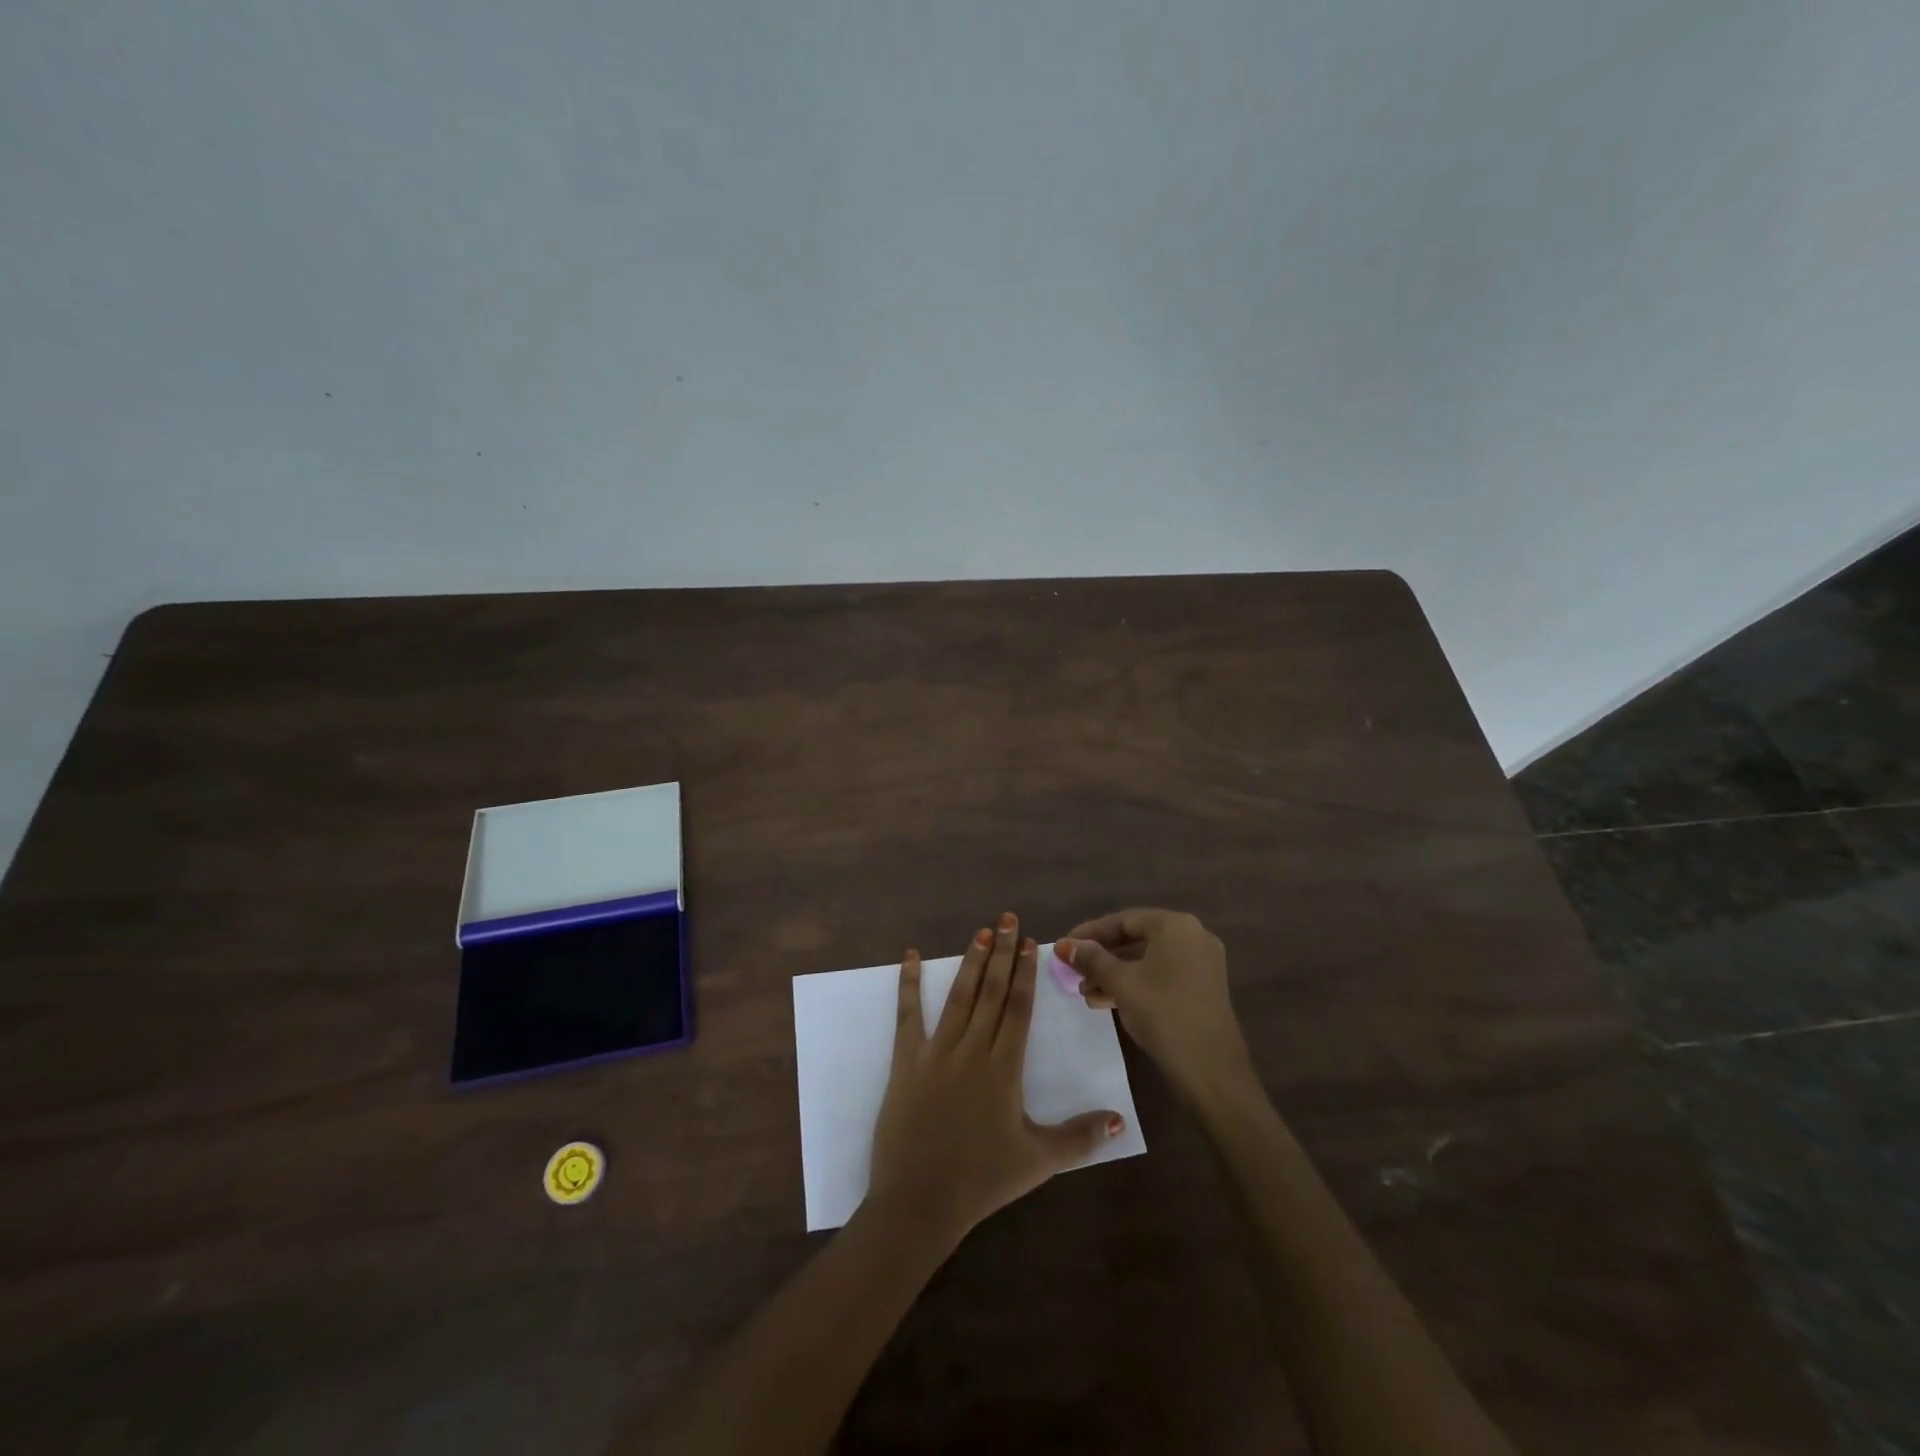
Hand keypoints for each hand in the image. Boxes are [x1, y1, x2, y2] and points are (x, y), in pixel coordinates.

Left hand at [868, 912, 1125, 1244]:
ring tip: (981, 931)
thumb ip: (1081, 1137)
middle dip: (1002, 953)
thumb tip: (1121, 1119)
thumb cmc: (982, 1180)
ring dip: (971, 962)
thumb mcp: (1038, 1161)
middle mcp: (972, 1049)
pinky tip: (910, 956)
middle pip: (991, 992)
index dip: (1025, 973)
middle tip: (1008, 918)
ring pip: (958, 996)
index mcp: (1004, 1068)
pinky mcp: (906, 1061)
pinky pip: (908, 1015)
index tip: (1031, 943)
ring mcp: (936, 1052)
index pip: (1018, 1008)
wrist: (920, 1201)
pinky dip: (908, 983)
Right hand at [1056, 909, 1251, 1103]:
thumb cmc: (1163, 1014)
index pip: (1124, 920)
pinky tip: (1106, 1001)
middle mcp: (1193, 937)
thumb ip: (1091, 959)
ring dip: (1114, 973)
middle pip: (1136, 938)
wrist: (1212, 1071)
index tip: (1064, 947)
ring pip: (1147, 960)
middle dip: (1101, 956)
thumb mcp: (1121, 983)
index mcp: (1176, 926)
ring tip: (1085, 992)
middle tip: (1074, 971)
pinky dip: (1135, 984)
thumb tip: (1063, 945)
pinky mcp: (1202, 988)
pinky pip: (1161, 975)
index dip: (1090, 933)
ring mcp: (1201, 964)